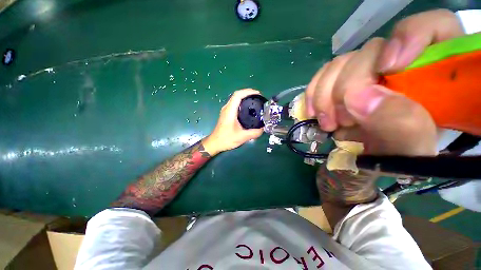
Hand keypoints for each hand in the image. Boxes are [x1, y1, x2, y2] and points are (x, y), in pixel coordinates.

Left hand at [203, 89, 263, 154]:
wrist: (215, 143)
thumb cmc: (226, 139)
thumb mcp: (242, 137)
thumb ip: (254, 133)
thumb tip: (263, 128)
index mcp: (230, 111)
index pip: (238, 95)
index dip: (248, 91)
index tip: (258, 94)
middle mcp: (227, 108)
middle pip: (237, 95)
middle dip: (249, 94)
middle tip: (259, 98)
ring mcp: (226, 110)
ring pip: (236, 99)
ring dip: (245, 98)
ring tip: (255, 102)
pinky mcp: (226, 114)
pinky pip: (235, 104)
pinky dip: (242, 103)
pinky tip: (248, 109)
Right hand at [305, 9, 464, 155]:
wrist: (370, 157)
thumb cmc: (399, 157)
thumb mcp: (411, 151)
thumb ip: (401, 124)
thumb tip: (360, 98)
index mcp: (436, 74)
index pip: (433, 27)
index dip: (408, 38)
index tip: (387, 69)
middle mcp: (400, 64)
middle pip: (371, 50)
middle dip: (349, 86)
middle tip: (343, 120)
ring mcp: (366, 72)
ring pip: (340, 64)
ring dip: (325, 95)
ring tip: (328, 123)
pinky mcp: (342, 82)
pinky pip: (322, 76)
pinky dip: (313, 94)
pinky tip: (314, 112)